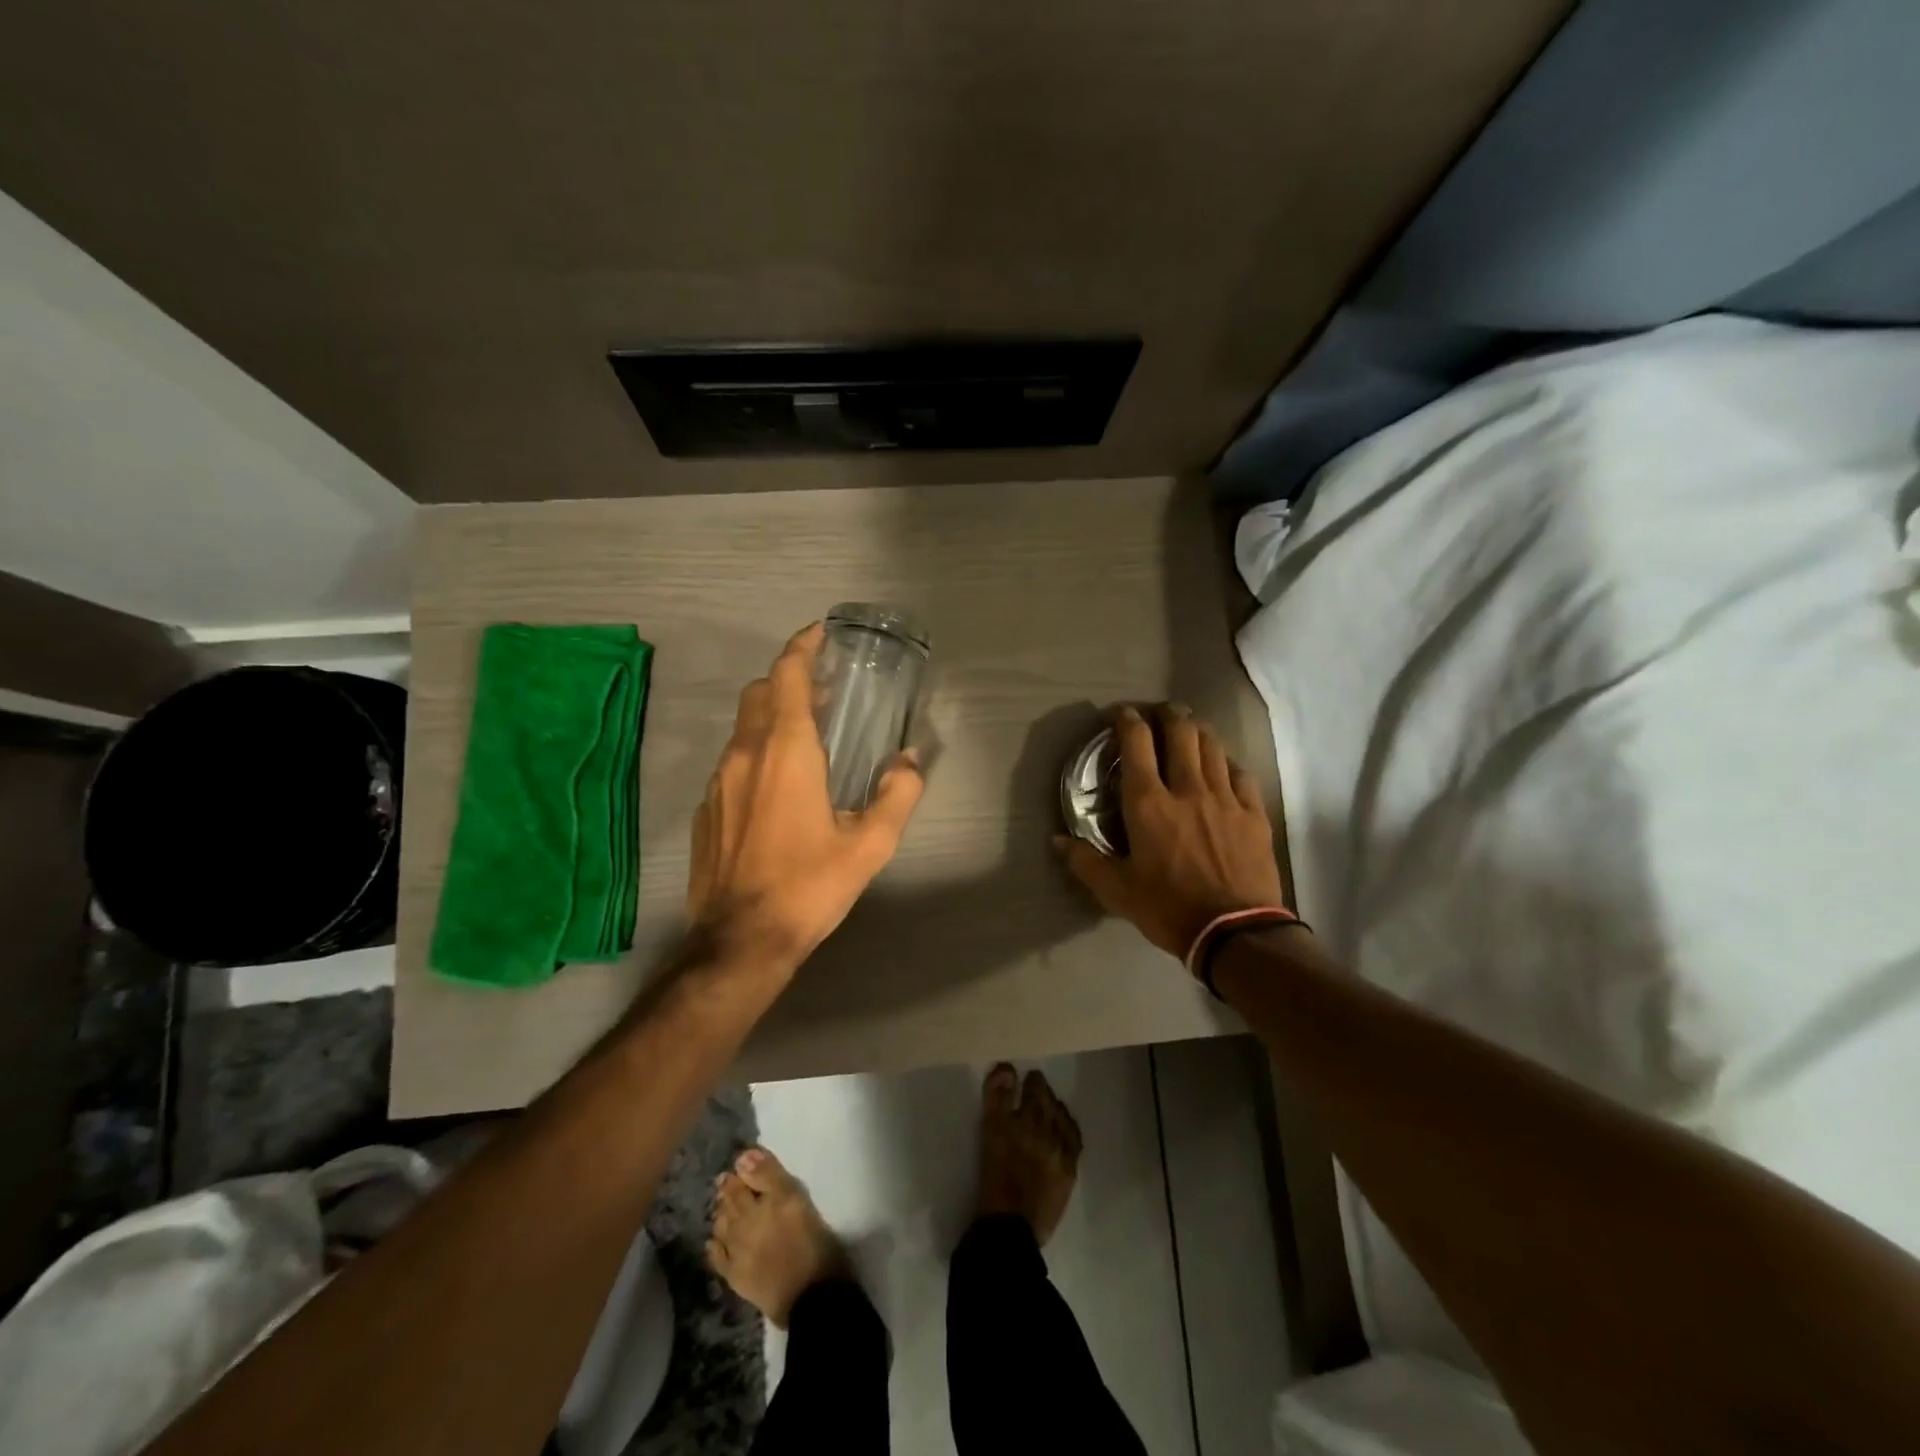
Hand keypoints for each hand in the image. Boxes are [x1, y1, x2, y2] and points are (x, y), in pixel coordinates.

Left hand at [687, 622, 924, 975]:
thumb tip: (910, 760)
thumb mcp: (869, 845)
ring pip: (743, 727)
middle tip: (825, 691)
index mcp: (786, 752)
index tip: (820, 635)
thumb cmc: (809, 886)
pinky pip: (733, 760)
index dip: (803, 647)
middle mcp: (746, 754)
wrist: (740, 940)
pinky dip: (756, 751)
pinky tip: (777, 786)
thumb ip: (897, 794)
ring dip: (772, 716)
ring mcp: (719, 781)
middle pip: (759, 692)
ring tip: (807, 736)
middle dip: (789, 679)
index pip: (787, 676)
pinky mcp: (706, 808)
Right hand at [1057, 703, 1286, 960]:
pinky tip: (1222, 765)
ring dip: (1197, 730)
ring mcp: (1225, 798)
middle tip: (1158, 712)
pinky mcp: (1253, 813)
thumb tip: (1057, 840)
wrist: (1235, 932)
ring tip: (1189, 728)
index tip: (1120, 714)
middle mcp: (1187, 788)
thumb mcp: (1116, 890)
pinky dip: (1226, 761)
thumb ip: (1085, 861)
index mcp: (1148, 803)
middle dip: (1167, 713)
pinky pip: (1240, 772)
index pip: (1136, 743)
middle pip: (1180, 731)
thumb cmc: (1167, 908)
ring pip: (1212, 746)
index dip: (1127, 720)